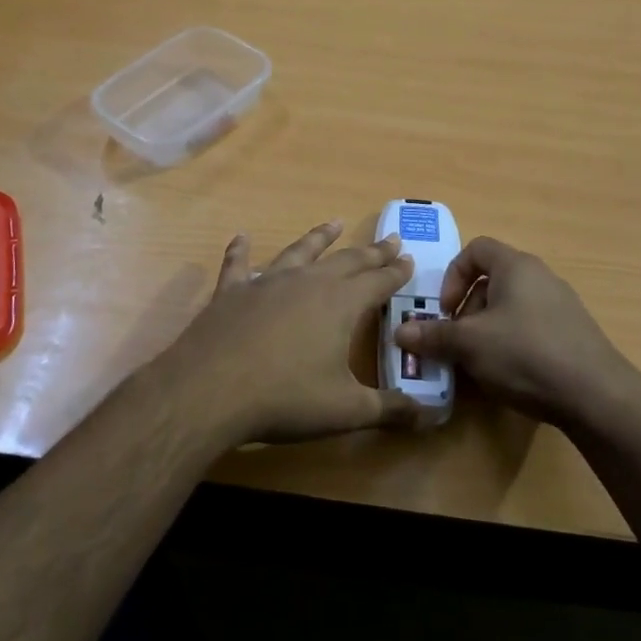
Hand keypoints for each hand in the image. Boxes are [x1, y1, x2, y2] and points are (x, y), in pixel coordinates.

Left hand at [139, 220, 425, 446]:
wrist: (211, 390)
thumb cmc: (286, 398)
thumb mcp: (346, 410)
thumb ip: (389, 410)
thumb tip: (430, 417)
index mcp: (340, 304)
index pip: (378, 282)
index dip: (396, 272)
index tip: (409, 259)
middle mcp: (307, 283)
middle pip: (346, 261)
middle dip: (370, 252)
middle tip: (389, 239)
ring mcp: (266, 283)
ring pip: (300, 252)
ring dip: (318, 237)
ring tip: (333, 223)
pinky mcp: (231, 292)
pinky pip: (238, 265)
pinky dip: (240, 251)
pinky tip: (241, 237)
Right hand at [393, 236, 640, 428]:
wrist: (597, 395)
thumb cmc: (525, 354)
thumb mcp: (469, 345)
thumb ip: (433, 336)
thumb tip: (400, 333)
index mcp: (516, 266)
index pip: (475, 249)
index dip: (452, 276)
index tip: (446, 310)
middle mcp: (540, 277)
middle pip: (491, 280)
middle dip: (467, 310)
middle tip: (457, 341)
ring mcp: (561, 305)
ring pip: (510, 307)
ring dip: (487, 329)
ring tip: (480, 362)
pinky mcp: (573, 333)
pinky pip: (531, 327)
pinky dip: (512, 343)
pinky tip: (509, 374)